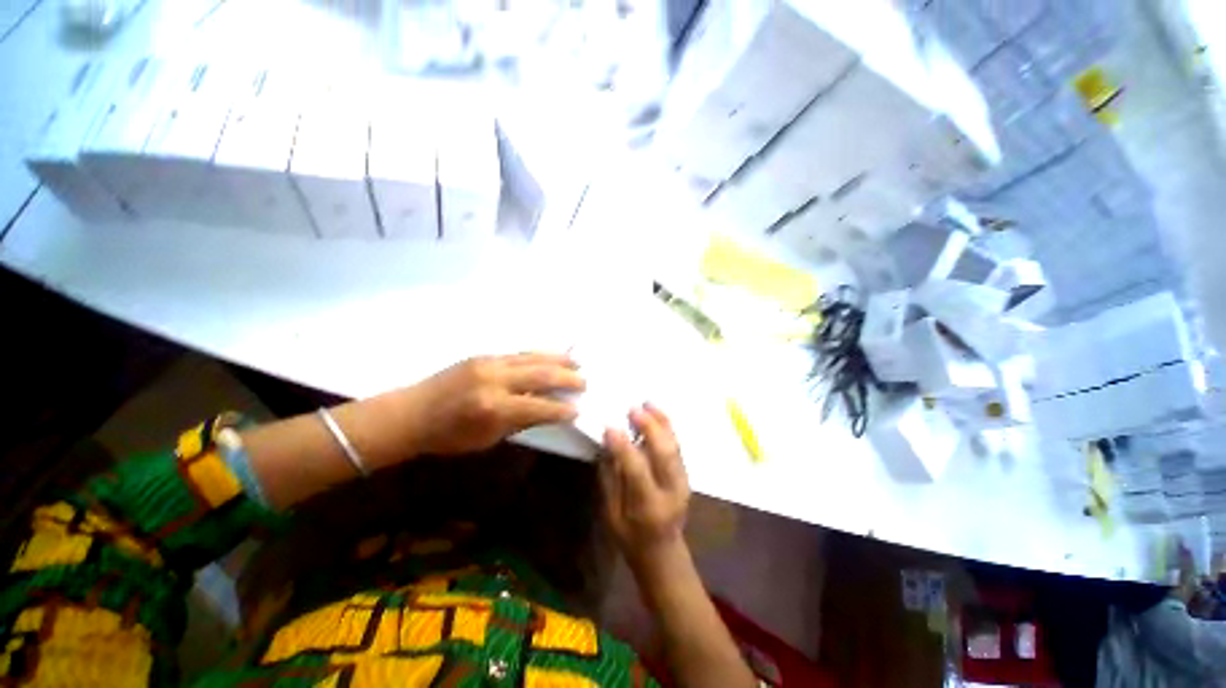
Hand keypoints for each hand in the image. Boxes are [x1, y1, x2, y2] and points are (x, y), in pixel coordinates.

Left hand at [405, 353, 583, 455]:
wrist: (411, 413)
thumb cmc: (447, 436)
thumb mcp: (487, 439)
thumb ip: (521, 422)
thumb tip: (548, 411)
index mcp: (494, 408)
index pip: (539, 407)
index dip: (562, 410)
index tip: (578, 410)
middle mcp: (495, 380)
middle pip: (541, 375)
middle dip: (567, 378)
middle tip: (585, 382)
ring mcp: (489, 363)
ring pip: (533, 357)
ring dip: (558, 360)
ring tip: (577, 362)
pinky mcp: (484, 355)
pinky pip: (519, 353)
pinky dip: (540, 354)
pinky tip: (552, 356)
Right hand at [600, 404, 689, 565]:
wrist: (663, 552)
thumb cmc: (630, 537)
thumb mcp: (612, 514)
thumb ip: (610, 478)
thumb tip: (607, 444)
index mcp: (648, 507)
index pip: (637, 470)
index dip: (623, 447)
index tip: (610, 427)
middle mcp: (670, 492)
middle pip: (664, 453)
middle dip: (650, 427)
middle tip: (634, 409)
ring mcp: (682, 482)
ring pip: (674, 446)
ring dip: (661, 422)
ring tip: (648, 404)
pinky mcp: (686, 475)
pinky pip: (677, 447)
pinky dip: (668, 428)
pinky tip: (658, 414)